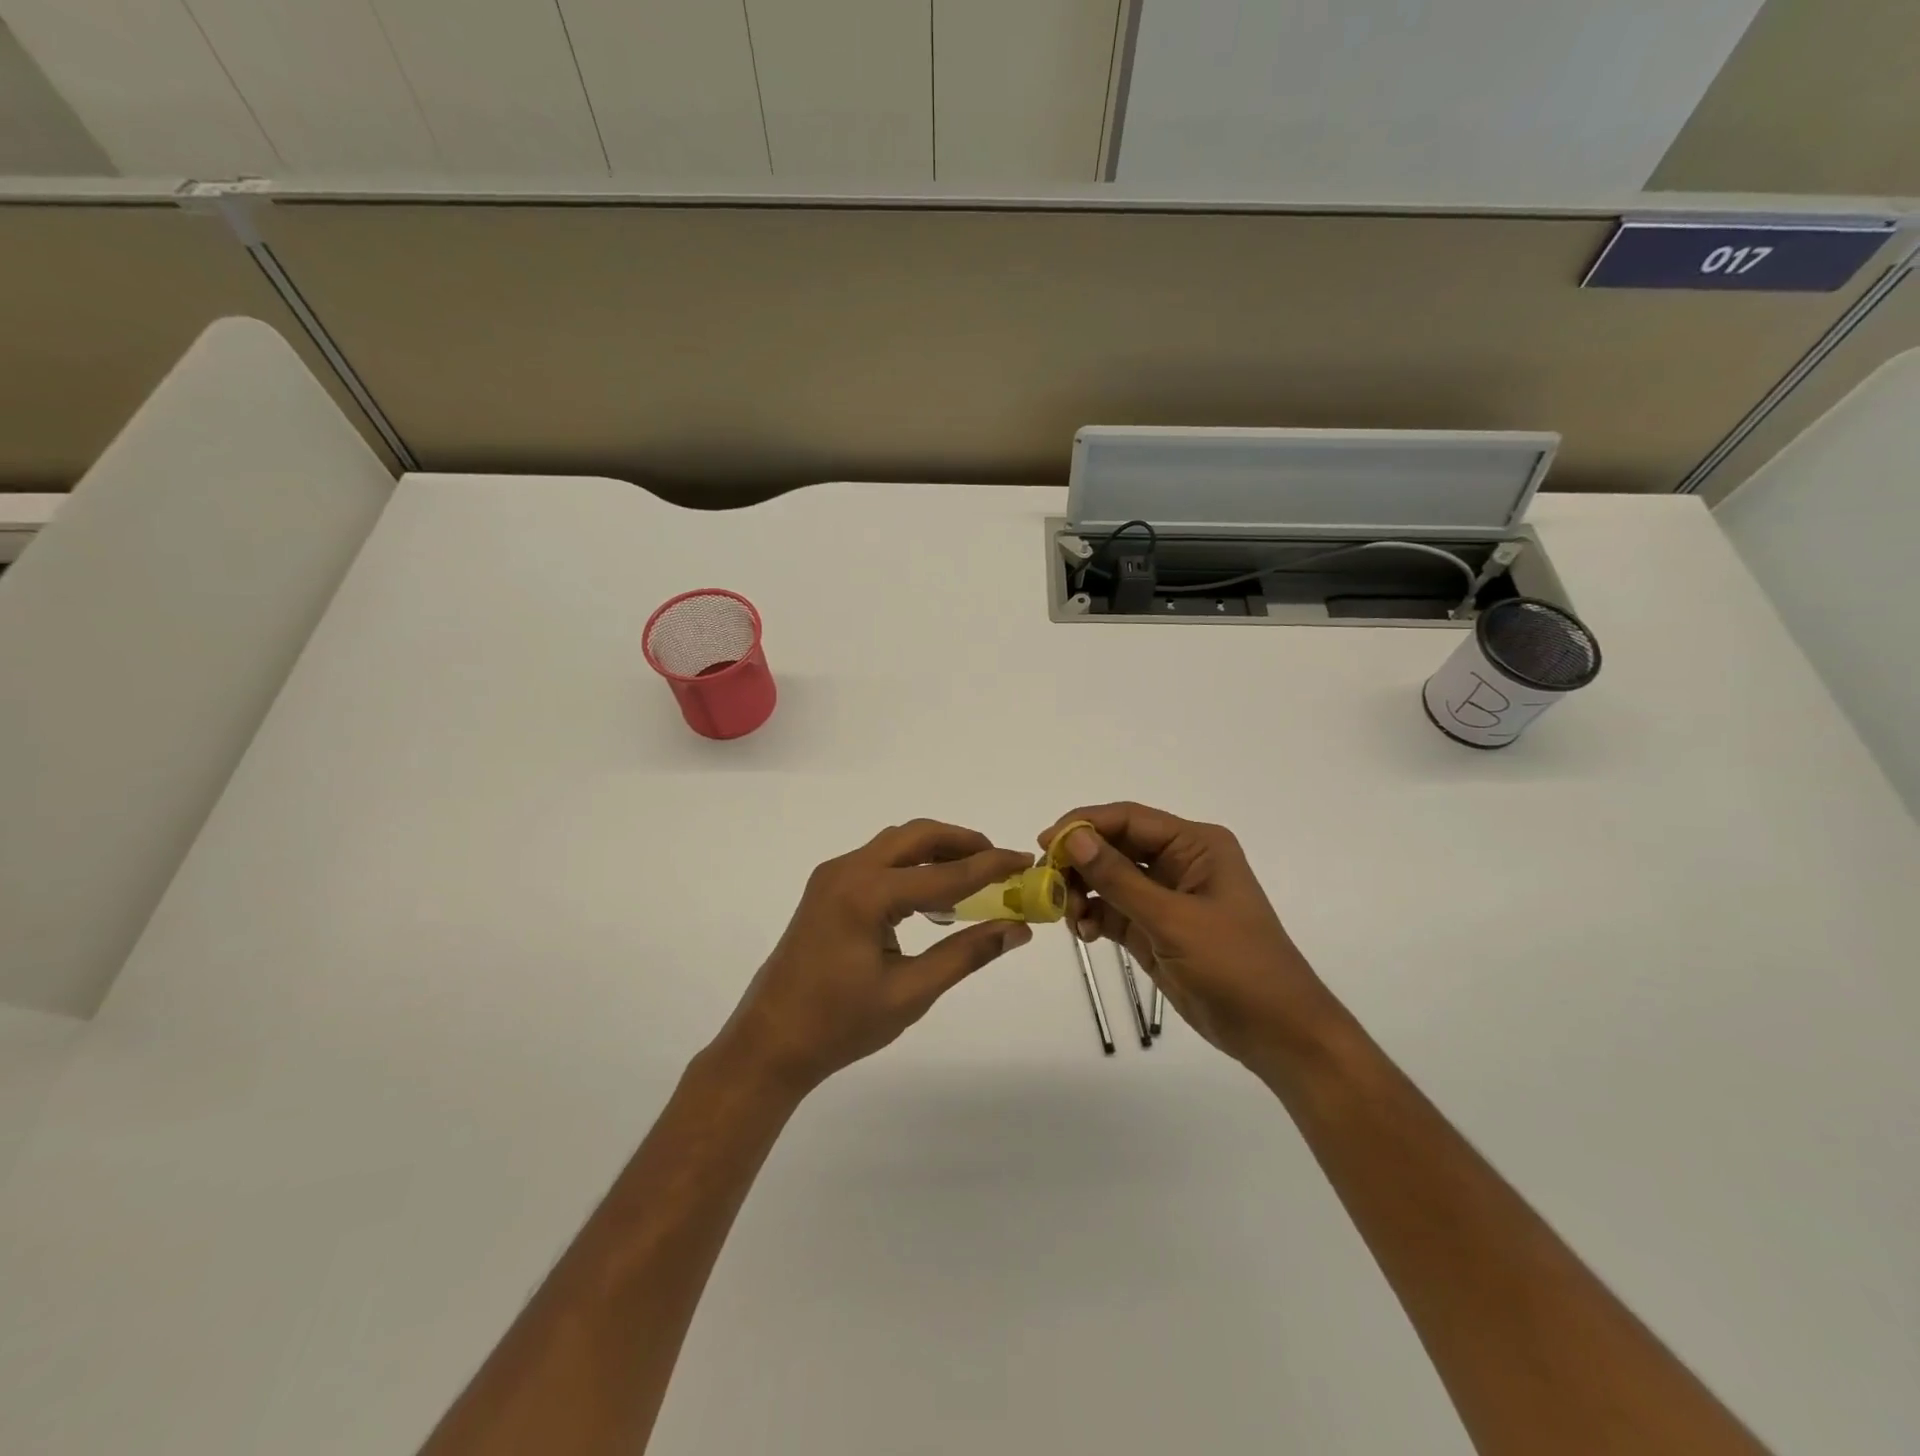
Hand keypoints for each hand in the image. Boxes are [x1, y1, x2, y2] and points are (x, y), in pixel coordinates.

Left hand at [717, 820, 1034, 1094]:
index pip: (944, 873)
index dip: (990, 866)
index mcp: (866, 895)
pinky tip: (931, 897)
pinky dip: (911, 866)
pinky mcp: (826, 889)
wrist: (770, 1042)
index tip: (1025, 859)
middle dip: (961, 842)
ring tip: (972, 876)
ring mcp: (832, 877)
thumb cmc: (840, 1025)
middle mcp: (847, 871)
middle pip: (916, 836)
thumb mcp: (911, 993)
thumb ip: (966, 954)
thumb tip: (1017, 929)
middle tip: (998, 862)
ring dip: (935, 851)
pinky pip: (878, 862)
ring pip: (895, 844)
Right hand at [1036, 803, 1343, 1075]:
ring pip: (1108, 879)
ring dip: (1082, 891)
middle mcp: (1179, 862)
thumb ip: (1119, 879)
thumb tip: (1073, 838)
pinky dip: (1092, 917)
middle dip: (1079, 861)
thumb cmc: (1236, 966)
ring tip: (1067, 915)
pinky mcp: (1154, 929)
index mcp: (1195, 845)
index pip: (1129, 819)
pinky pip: (1112, 911)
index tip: (1045, 843)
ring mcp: (1166, 897)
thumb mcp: (1174, 919)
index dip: (1084, 825)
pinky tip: (1082, 933)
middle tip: (1047, 883)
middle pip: (1114, 846)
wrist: (1276, 1033)